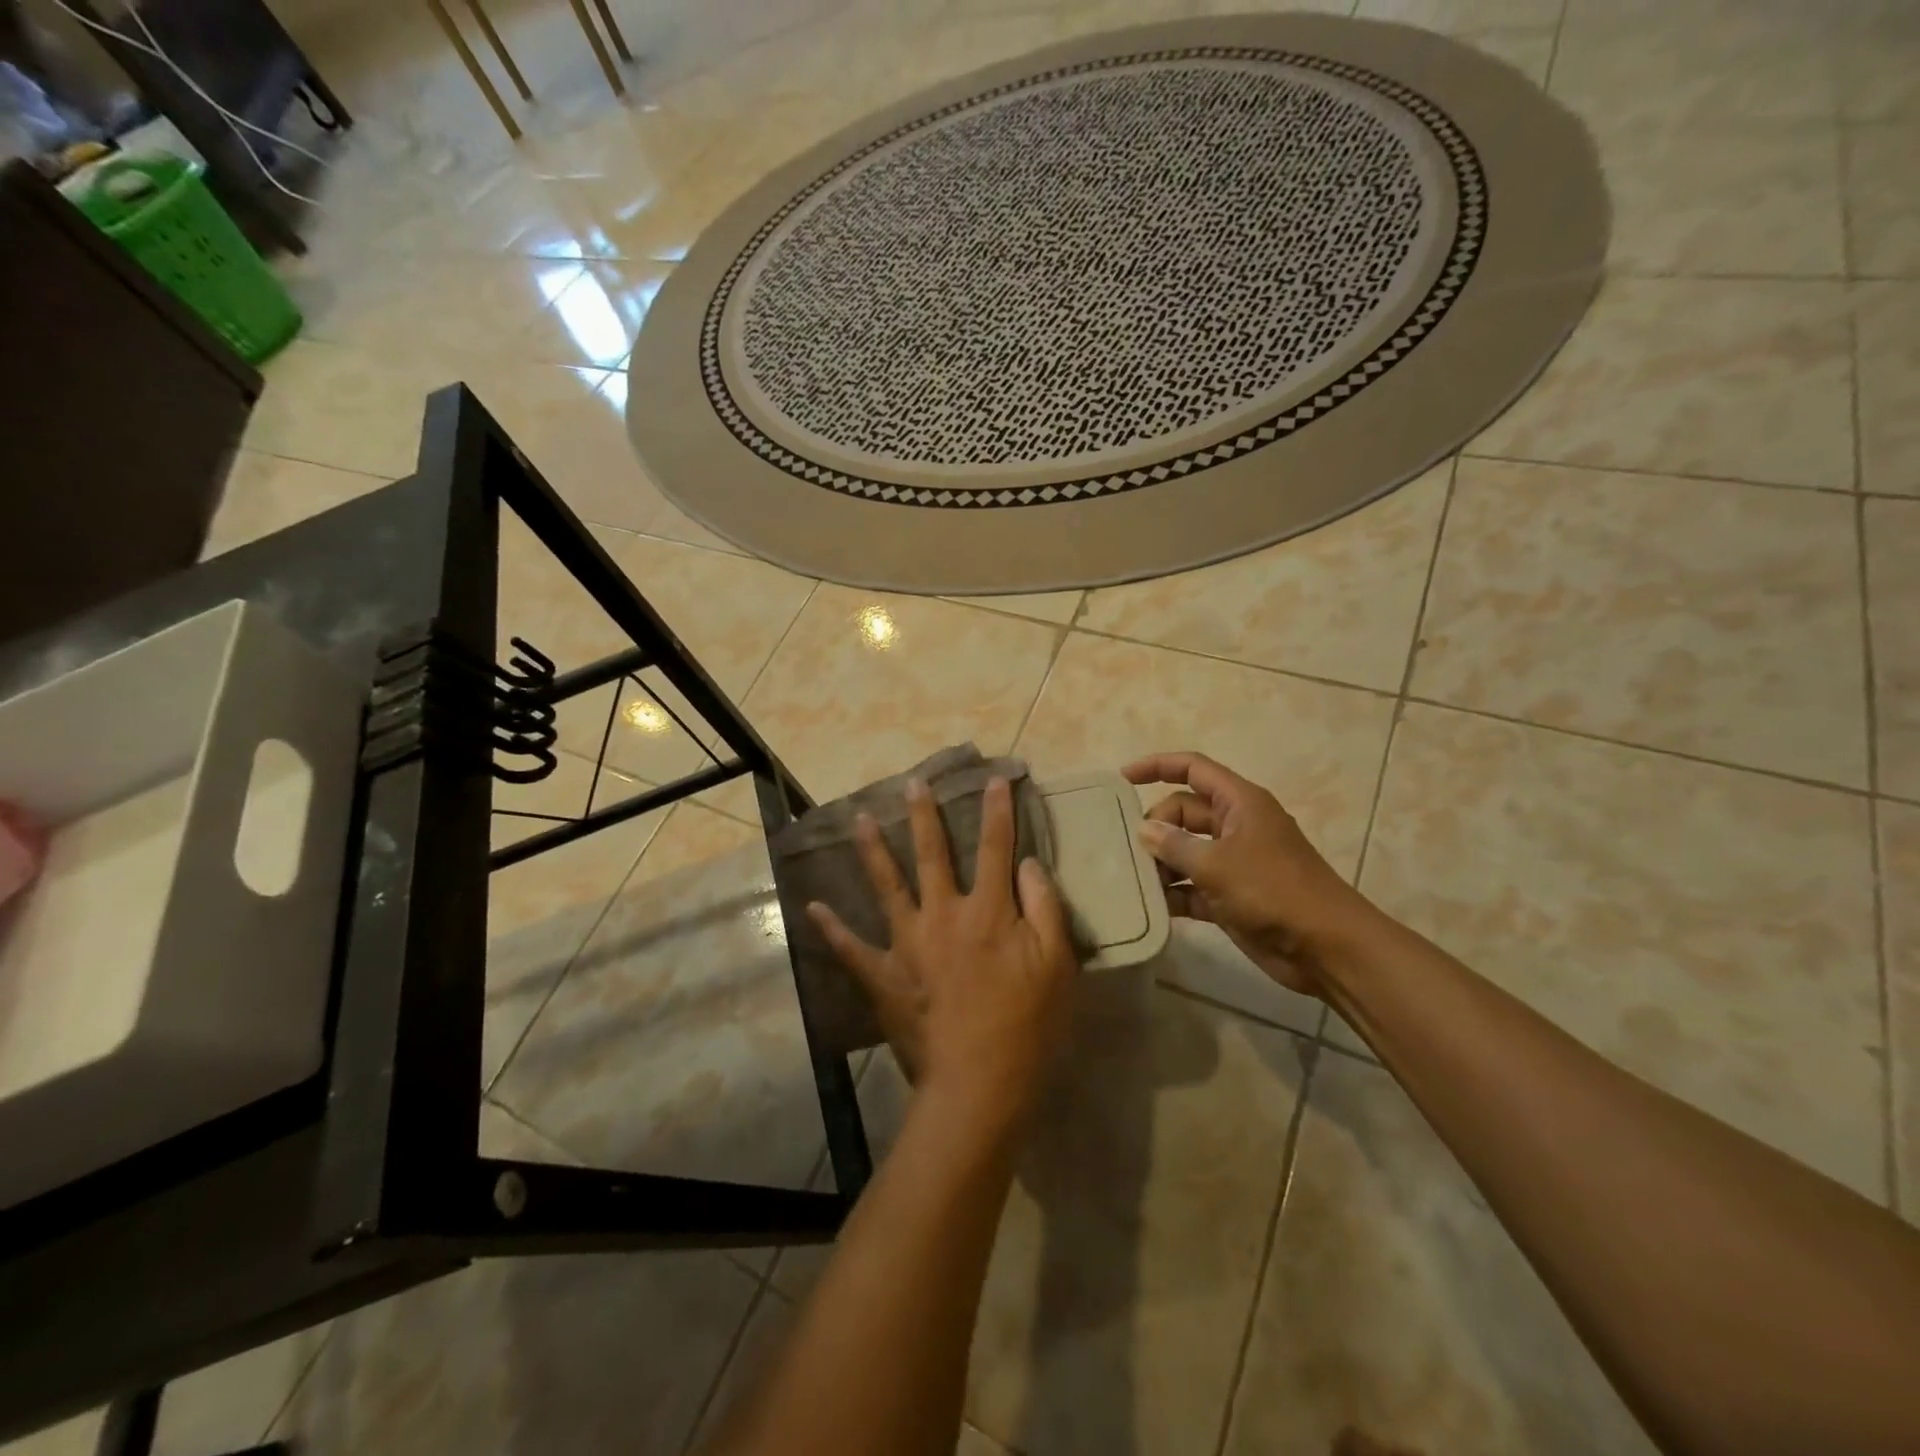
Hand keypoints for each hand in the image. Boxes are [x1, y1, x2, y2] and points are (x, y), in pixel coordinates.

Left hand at [807, 776, 1078, 1131]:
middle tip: (912, 783)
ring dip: (873, 850)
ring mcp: (908, 943)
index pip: (995, 847)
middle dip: (923, 815)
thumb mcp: (1057, 964)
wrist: (978, 1083)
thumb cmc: (1026, 1024)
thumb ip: (1044, 907)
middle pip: (932, 854)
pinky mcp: (884, 975)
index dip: (997, 810)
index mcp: (988, 911)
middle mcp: (943, 915)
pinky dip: (832, 928)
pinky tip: (813, 907)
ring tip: (859, 818)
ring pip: (887, 885)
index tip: (995, 778)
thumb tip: (1028, 863)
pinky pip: (852, 948)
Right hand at [1123, 751, 1376, 996]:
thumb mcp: (1218, 864)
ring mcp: (1233, 863)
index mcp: (1239, 803)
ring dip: (1160, 863)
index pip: (1193, 769)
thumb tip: (1144, 830)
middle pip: (1183, 812)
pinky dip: (1173, 893)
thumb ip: (1175, 845)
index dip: (1157, 766)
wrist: (1325, 948)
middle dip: (1155, 827)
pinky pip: (1191, 886)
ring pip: (1185, 851)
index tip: (1122, 778)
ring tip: (1130, 879)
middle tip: (1128, 851)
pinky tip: (1149, 905)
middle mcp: (1235, 826)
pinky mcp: (1230, 897)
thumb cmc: (1274, 891)